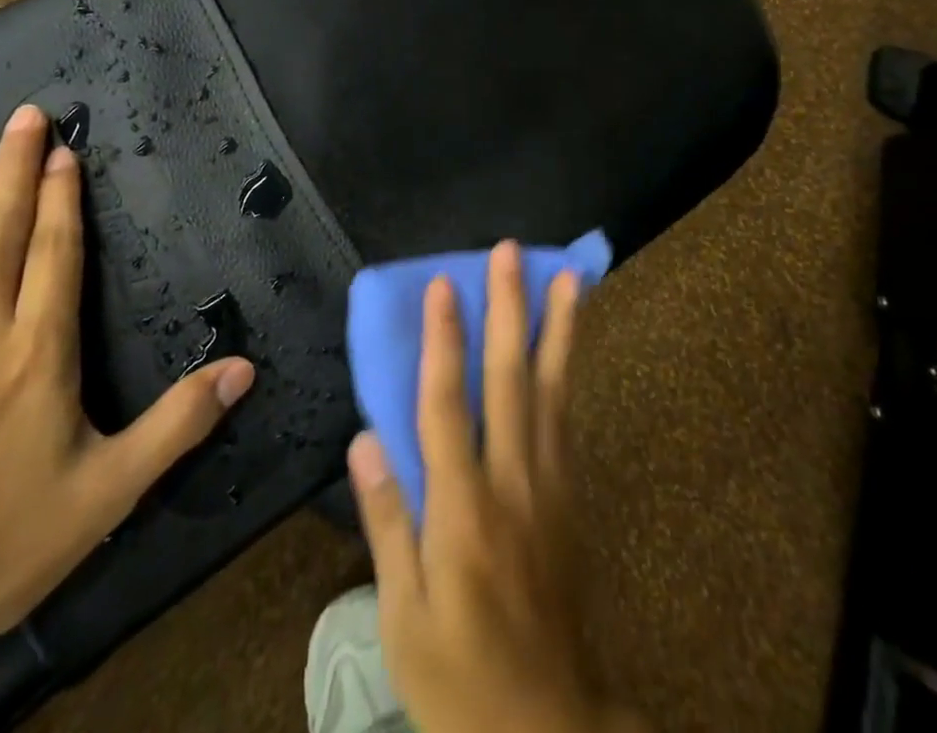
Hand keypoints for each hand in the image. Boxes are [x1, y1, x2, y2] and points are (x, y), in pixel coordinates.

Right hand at [347, 242, 646, 732]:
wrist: (550, 727)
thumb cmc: (458, 675)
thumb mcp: (403, 617)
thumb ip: (387, 522)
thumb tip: (365, 439)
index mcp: (460, 507)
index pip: (447, 403)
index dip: (443, 338)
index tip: (444, 284)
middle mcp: (511, 479)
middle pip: (509, 377)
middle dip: (508, 308)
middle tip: (510, 252)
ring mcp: (549, 484)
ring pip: (552, 389)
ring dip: (556, 328)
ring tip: (566, 278)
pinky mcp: (571, 497)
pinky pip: (567, 420)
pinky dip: (567, 373)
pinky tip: (567, 345)